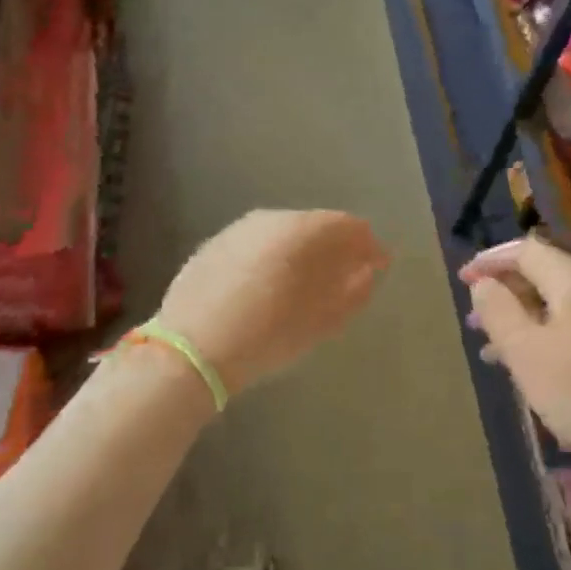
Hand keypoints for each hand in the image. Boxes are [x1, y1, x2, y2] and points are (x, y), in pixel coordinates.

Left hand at [159, 210, 388, 398]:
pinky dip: (273, 258)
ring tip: (309, 284)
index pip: (348, 226)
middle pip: (315, 225)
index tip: (380, 266)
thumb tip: (368, 270)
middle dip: (335, 248)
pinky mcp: (213, 247)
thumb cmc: (267, 335)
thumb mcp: (321, 320)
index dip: (369, 245)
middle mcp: (269, 218)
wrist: (191, 350)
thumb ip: (353, 290)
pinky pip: (257, 245)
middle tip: (347, 276)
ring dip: (303, 253)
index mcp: (300, 229)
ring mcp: (237, 230)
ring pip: (283, 234)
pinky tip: (271, 286)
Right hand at [460, 238, 570, 481]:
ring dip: (521, 320)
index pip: (527, 251)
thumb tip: (484, 284)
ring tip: (490, 349)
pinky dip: (544, 337)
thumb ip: (498, 311)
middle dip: (504, 293)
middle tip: (473, 318)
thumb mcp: (525, 351)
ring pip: (557, 307)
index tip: (463, 280)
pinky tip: (529, 368)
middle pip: (544, 276)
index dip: (491, 260)